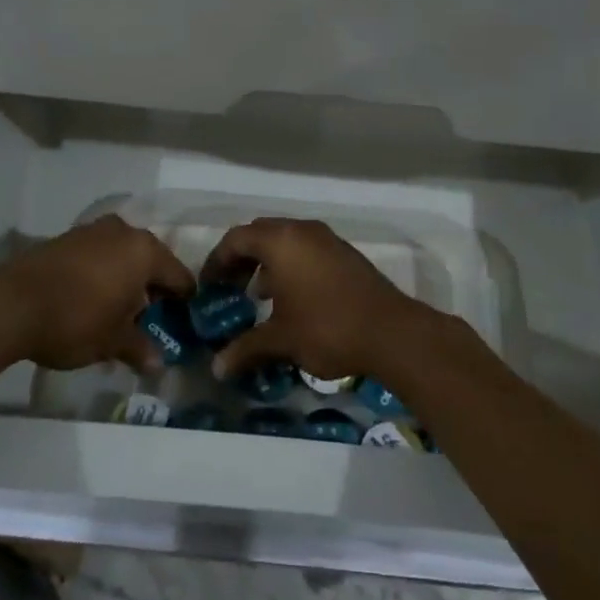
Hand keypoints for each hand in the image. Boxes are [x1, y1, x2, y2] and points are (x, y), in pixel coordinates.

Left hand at [0, 215, 193, 371]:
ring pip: (122, 256)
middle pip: (150, 261)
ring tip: (119, 313)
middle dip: (152, 290)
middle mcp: (123, 232)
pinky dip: (102, 275)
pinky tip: (92, 301)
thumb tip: (157, 363)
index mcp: (144, 251)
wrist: (10, 303)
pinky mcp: (66, 238)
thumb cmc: (76, 319)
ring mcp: (92, 231)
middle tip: (151, 321)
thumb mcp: (112, 341)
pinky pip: (98, 256)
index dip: (184, 301)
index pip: (178, 276)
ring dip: (125, 281)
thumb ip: (139, 348)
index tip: (184, 322)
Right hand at [203, 218, 432, 381]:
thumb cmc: (326, 328)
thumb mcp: (281, 339)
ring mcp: (327, 239)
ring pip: (286, 241)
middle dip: (241, 259)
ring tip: (258, 296)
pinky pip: (307, 250)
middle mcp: (302, 230)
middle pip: (260, 234)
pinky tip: (292, 299)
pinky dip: (291, 266)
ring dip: (267, 263)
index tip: (209, 287)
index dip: (216, 261)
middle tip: (229, 287)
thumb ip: (245, 348)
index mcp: (280, 241)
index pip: (236, 239)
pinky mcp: (345, 254)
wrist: (390, 332)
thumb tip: (216, 368)